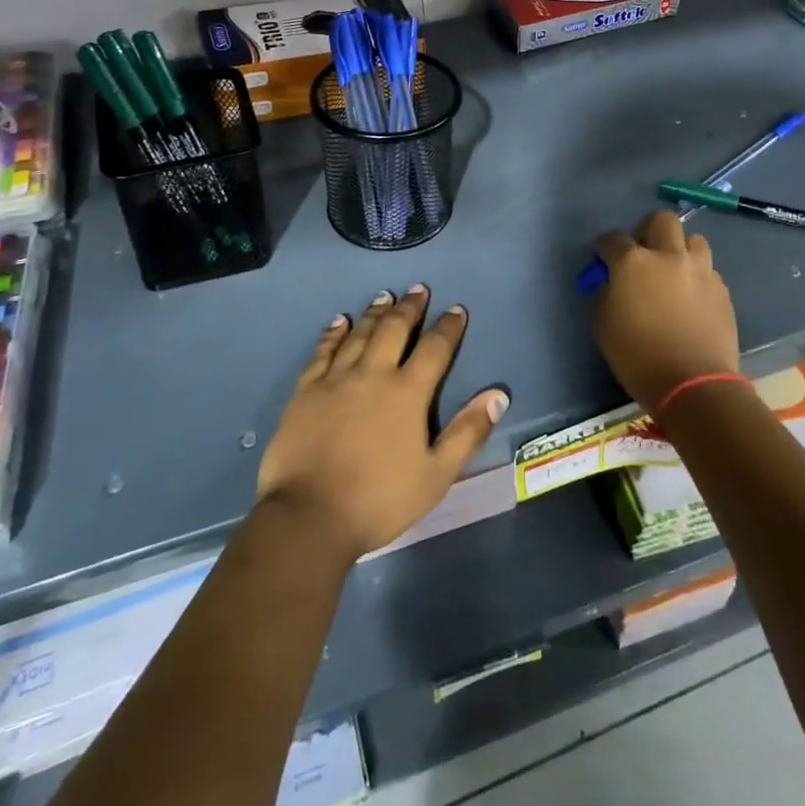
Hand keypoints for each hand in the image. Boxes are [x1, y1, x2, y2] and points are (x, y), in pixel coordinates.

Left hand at [256, 286, 509, 563]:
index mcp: (408, 393)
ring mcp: (336, 379)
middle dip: (409, 307)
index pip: (434, 349)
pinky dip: (333, 333)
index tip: (456, 309)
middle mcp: (374, 374)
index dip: (448, 327)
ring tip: (384, 296)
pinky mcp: (306, 391)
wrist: (308, 517)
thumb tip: (498, 394)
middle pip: (394, 330)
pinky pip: (322, 351)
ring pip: (360, 334)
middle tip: (418, 289)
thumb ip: (468, 432)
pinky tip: (339, 322)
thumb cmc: (379, 499)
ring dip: (375, 313)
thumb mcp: (436, 475)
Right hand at [593, 209, 739, 414]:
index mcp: (634, 262)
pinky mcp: (722, 289)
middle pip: (661, 220)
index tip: (603, 258)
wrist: (694, 385)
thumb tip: (614, 281)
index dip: (605, 247)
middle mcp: (669, 256)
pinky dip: (696, 276)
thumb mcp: (603, 325)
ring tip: (673, 272)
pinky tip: (691, 298)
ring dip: (680, 250)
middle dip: (648, 230)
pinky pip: (707, 270)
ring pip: (693, 240)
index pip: (613, 238)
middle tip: (643, 253)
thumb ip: (606, 292)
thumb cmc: (638, 357)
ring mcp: (700, 270)